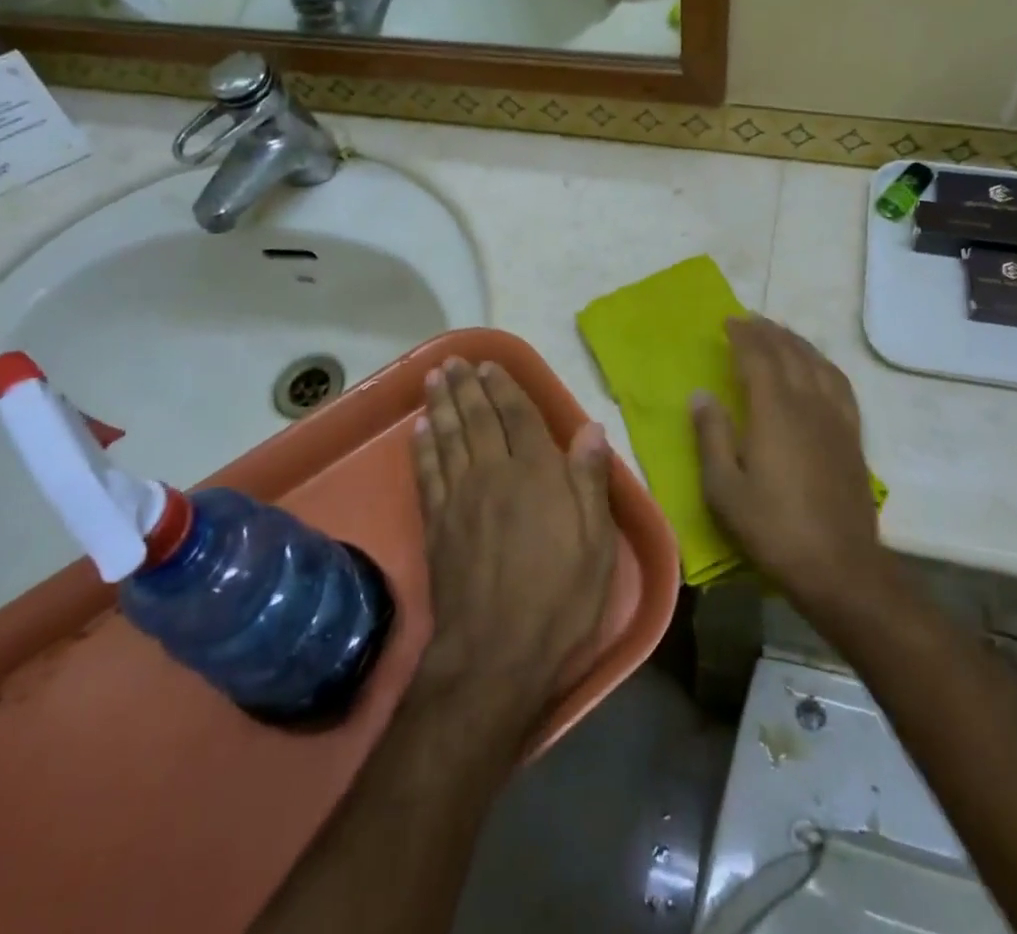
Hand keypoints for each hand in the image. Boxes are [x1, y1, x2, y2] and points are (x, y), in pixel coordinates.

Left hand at [410, 359, 617, 734]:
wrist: (494, 654)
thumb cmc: (559, 598)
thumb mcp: (596, 543)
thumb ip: (590, 481)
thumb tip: (591, 428)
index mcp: (537, 473)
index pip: (518, 416)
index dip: (504, 387)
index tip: (490, 365)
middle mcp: (494, 473)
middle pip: (477, 419)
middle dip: (467, 387)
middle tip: (454, 361)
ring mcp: (460, 497)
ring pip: (448, 437)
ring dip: (441, 404)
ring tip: (434, 378)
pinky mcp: (436, 524)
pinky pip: (427, 472)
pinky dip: (423, 447)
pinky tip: (420, 431)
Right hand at [692, 317, 883, 607]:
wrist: (840, 566)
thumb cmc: (773, 528)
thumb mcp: (724, 488)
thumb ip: (711, 436)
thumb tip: (701, 393)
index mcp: (774, 411)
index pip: (758, 357)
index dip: (742, 335)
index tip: (728, 320)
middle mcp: (808, 403)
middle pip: (789, 353)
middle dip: (768, 332)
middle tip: (750, 320)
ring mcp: (836, 418)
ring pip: (817, 364)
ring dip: (796, 342)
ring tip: (781, 333)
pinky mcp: (853, 436)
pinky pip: (840, 384)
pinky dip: (824, 364)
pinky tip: (819, 368)